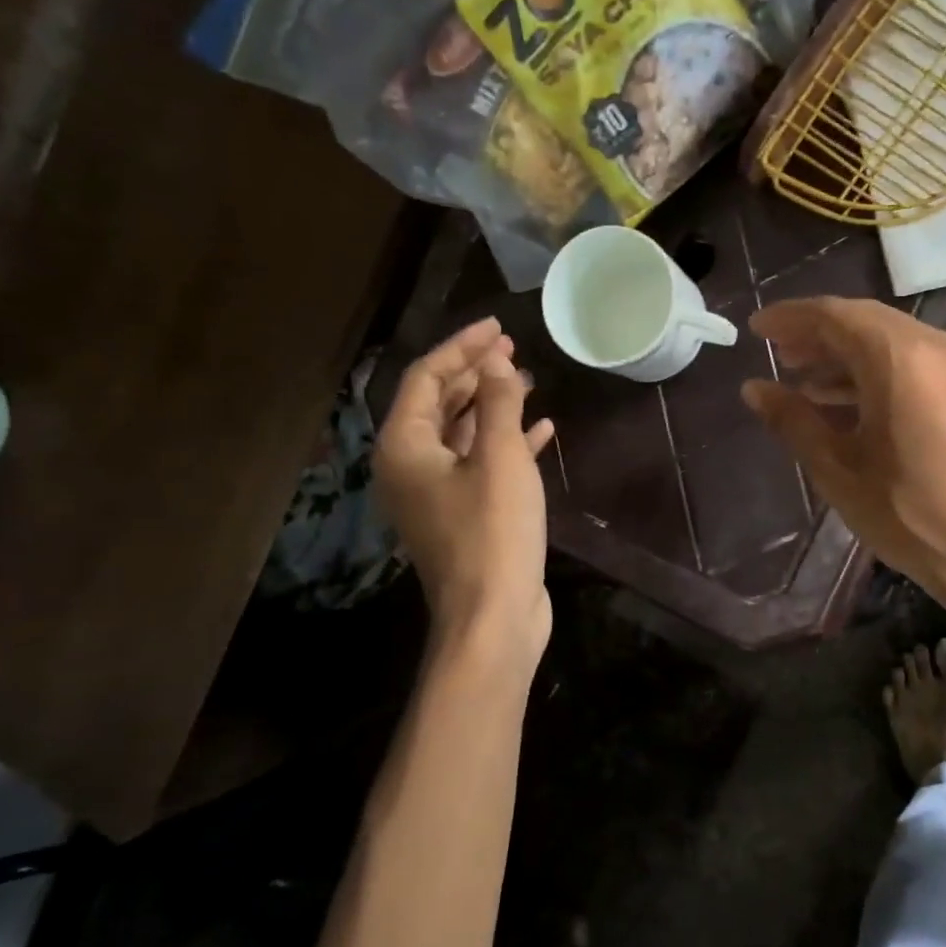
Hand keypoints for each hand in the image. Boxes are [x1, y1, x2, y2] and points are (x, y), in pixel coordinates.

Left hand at [375, 318, 554, 652]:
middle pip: (439, 403)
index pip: (426, 378)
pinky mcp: (464, 515)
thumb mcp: (500, 458)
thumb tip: (496, 361)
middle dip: (475, 373)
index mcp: (404, 447)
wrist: (493, 617)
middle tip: (511, 350)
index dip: (461, 347)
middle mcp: (410, 466)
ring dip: (492, 406)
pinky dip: (506, 443)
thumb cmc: (493, 532)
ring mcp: (436, 494)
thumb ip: (497, 403)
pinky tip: (540, 431)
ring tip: (527, 382)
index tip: (498, 329)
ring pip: (461, 433)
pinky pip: (481, 464)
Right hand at [740, 298, 945, 595]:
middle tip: (775, 352)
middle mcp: (932, 346)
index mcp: (899, 359)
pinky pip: (908, 360)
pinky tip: (837, 397)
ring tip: (798, 376)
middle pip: (862, 320)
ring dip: (841, 352)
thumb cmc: (906, 512)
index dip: (790, 318)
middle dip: (815, 332)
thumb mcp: (837, 467)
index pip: (834, 316)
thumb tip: (753, 388)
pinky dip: (870, 369)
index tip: (756, 329)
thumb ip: (792, 419)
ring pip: (886, 338)